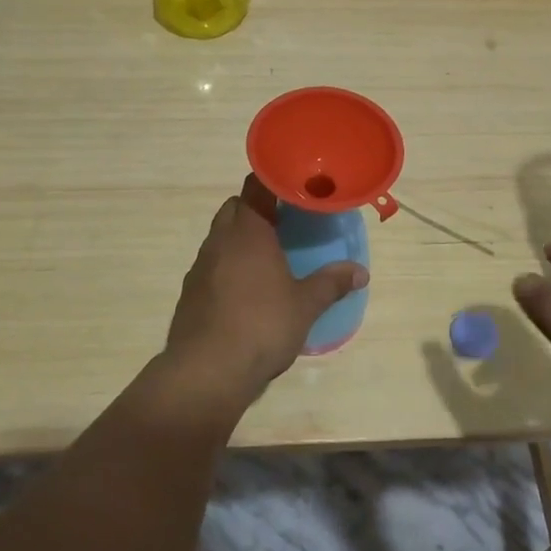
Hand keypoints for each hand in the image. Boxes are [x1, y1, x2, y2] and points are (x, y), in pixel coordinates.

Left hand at [162, 175, 367, 412]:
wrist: (206, 371)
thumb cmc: (261, 326)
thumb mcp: (305, 305)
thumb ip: (331, 283)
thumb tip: (361, 271)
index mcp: (247, 232)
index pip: (255, 186)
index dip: (272, 179)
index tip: (292, 183)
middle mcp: (219, 240)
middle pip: (234, 208)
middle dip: (255, 208)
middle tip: (283, 220)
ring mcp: (200, 266)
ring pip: (220, 236)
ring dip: (240, 238)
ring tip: (267, 256)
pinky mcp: (189, 292)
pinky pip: (211, 265)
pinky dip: (227, 265)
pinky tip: (245, 289)